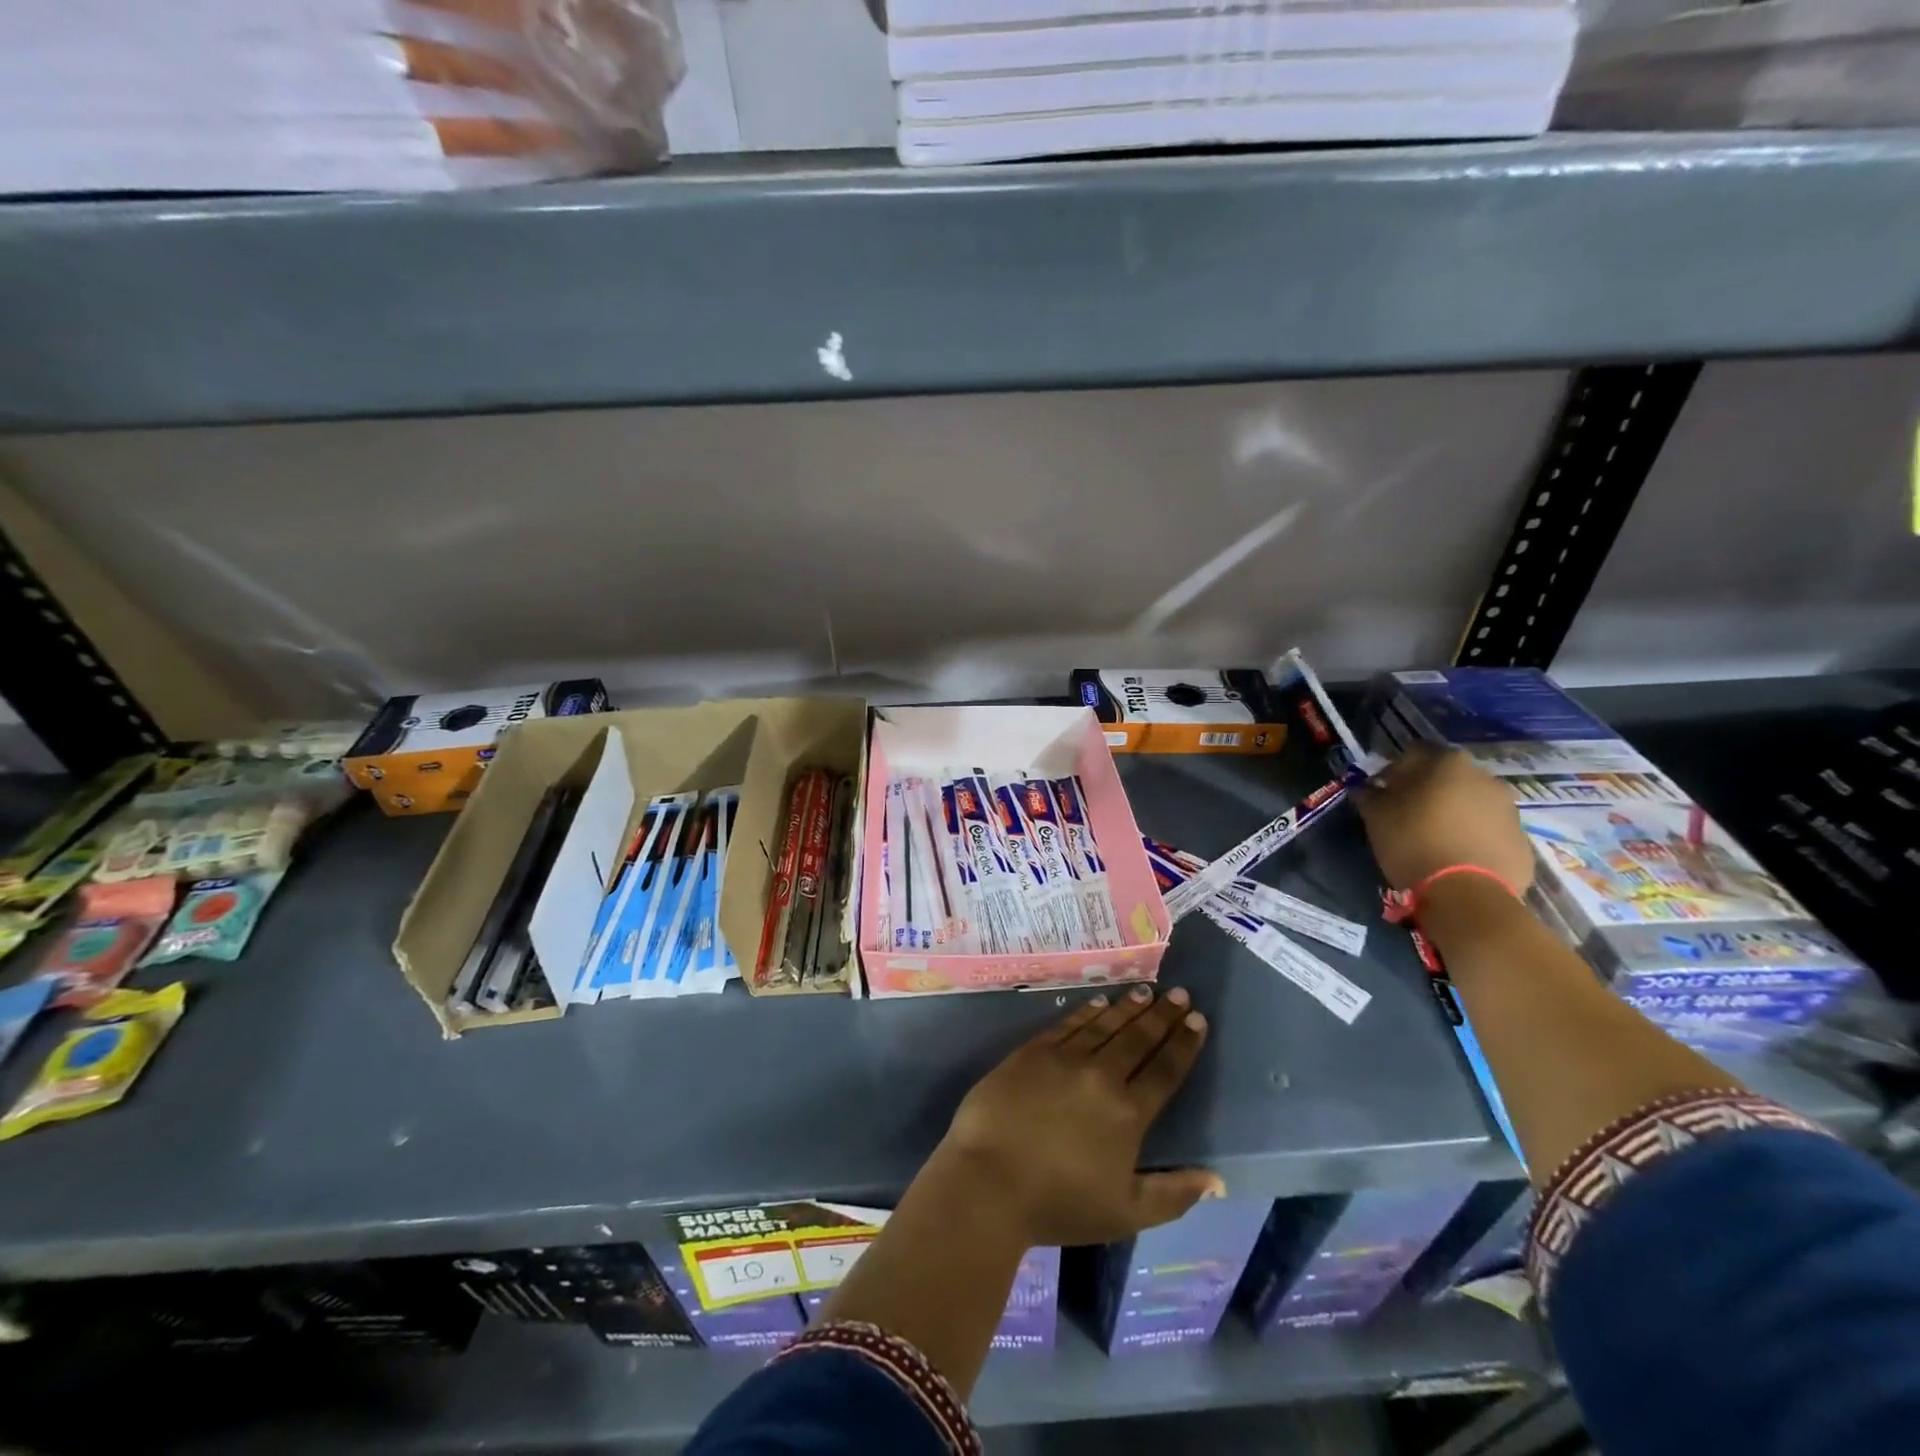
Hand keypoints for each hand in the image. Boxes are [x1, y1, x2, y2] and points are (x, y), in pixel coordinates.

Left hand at [929, 986, 1221, 1250]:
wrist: (989, 1181)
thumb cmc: (1059, 1204)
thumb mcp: (1126, 1214)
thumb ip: (1173, 1195)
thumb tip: (1216, 1180)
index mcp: (1128, 1113)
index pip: (1165, 1071)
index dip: (1183, 1044)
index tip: (1198, 1020)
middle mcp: (1101, 1076)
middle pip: (1138, 1039)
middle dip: (1162, 1015)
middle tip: (1180, 993)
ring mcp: (1064, 1059)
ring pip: (1104, 1025)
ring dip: (1128, 1007)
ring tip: (1147, 991)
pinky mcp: (1032, 1052)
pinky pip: (1067, 1024)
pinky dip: (1087, 1012)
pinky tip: (1099, 1002)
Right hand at [1356, 743, 1534, 892]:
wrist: (1467, 894)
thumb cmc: (1413, 842)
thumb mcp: (1376, 816)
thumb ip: (1370, 795)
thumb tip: (1366, 789)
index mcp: (1447, 762)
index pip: (1414, 752)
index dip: (1394, 769)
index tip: (1382, 790)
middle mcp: (1485, 777)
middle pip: (1448, 776)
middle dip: (1428, 790)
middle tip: (1407, 813)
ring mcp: (1509, 809)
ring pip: (1472, 803)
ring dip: (1454, 812)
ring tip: (1434, 837)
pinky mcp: (1522, 840)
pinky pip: (1489, 831)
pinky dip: (1473, 836)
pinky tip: (1456, 856)